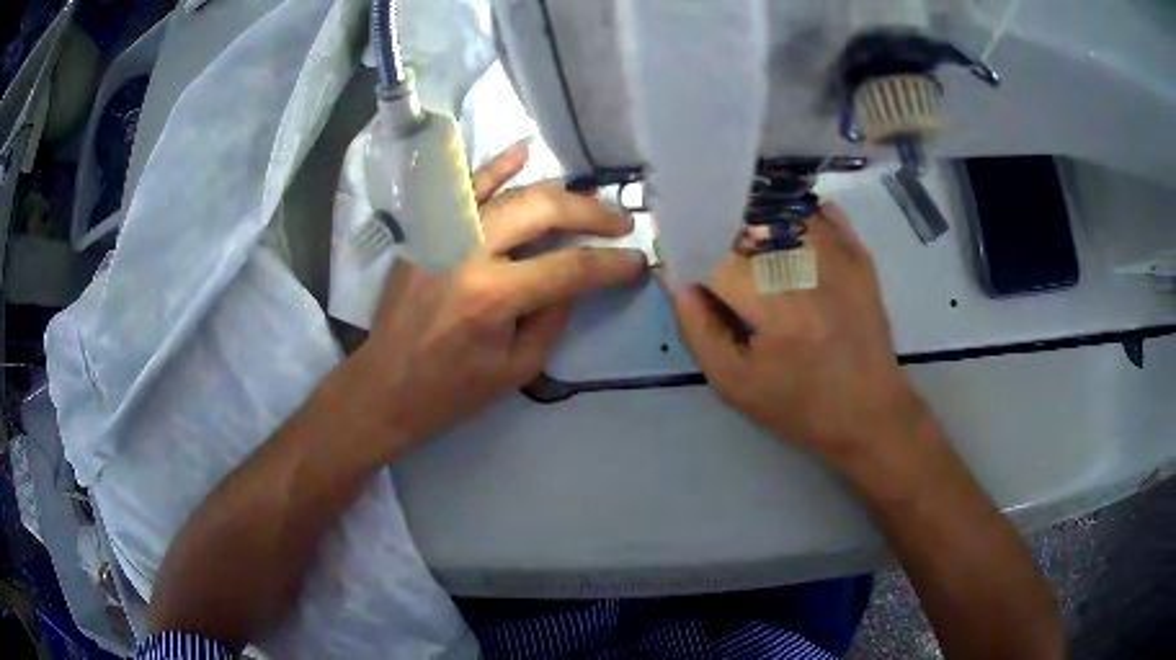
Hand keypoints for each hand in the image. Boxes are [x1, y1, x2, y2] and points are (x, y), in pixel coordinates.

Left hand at [357, 142, 645, 444]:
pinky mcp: (426, 231)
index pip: (568, 268)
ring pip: (509, 192)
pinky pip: (463, 190)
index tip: (637, 261)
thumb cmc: (452, 389)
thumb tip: (575, 276)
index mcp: (491, 297)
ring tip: (589, 197)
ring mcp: (442, 234)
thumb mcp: (518, 368)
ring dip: (556, 191)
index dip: (610, 264)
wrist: (386, 384)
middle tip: (620, 223)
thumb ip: (553, 316)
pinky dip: (495, 167)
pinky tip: (523, 151)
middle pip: (541, 211)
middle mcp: (467, 252)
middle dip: (591, 214)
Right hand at [667, 204, 926, 462]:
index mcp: (774, 303)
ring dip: (757, 228)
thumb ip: (696, 328)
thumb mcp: (733, 383)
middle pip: (744, 224)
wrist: (869, 412)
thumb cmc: (799, 406)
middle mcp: (807, 264)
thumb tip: (675, 278)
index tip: (697, 285)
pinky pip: (816, 211)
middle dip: (724, 246)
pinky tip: (790, 248)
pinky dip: (794, 220)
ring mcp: (838, 252)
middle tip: (729, 282)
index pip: (714, 254)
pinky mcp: (858, 251)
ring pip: (778, 211)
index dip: (695, 264)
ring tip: (759, 265)